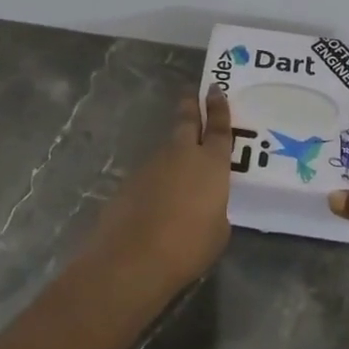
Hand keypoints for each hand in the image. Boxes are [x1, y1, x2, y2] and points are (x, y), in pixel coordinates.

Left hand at [88, 91, 232, 297]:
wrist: (134, 258)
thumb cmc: (189, 246)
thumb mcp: (218, 230)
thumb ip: (214, 208)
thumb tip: (205, 204)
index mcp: (211, 164)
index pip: (219, 128)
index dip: (218, 108)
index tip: (214, 90)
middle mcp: (181, 155)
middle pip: (186, 122)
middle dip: (190, 107)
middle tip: (191, 94)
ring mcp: (152, 165)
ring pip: (167, 149)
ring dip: (173, 150)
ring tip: (180, 163)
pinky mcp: (130, 182)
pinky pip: (150, 173)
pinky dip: (157, 179)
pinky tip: (158, 198)